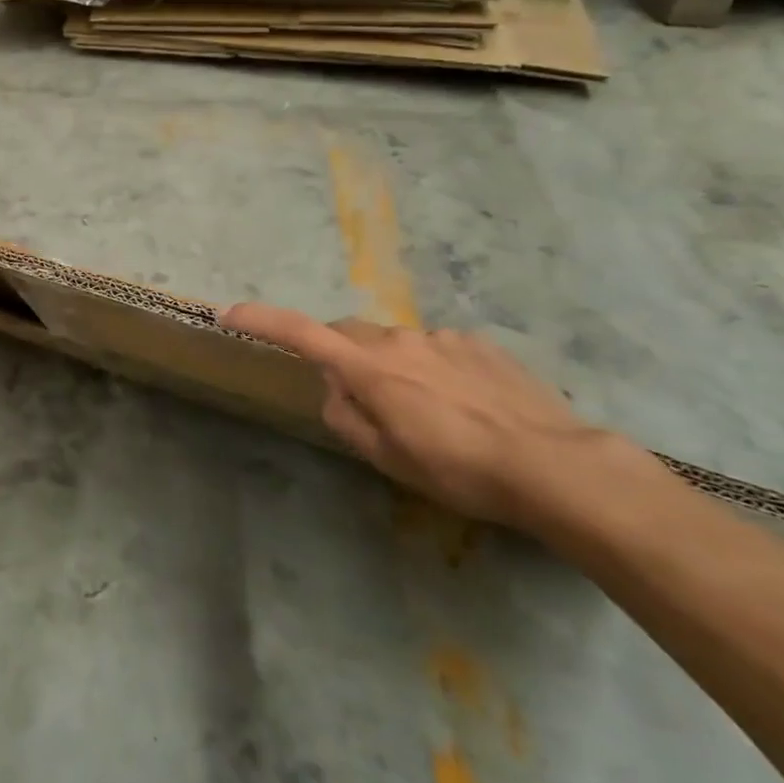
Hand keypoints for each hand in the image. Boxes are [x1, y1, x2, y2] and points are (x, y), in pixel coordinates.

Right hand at [219, 305, 639, 529]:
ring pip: (397, 345)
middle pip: (350, 335)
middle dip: (341, 356)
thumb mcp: (388, 458)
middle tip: (360, 400)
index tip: (229, 313)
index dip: (262, 321)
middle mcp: (400, 340)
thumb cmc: (459, 469)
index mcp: (370, 368)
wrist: (555, 465)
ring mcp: (443, 338)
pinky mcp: (480, 344)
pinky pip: (438, 350)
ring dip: (394, 369)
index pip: (302, 334)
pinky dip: (433, 370)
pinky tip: (465, 407)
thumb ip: (347, 417)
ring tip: (428, 416)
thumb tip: (334, 389)